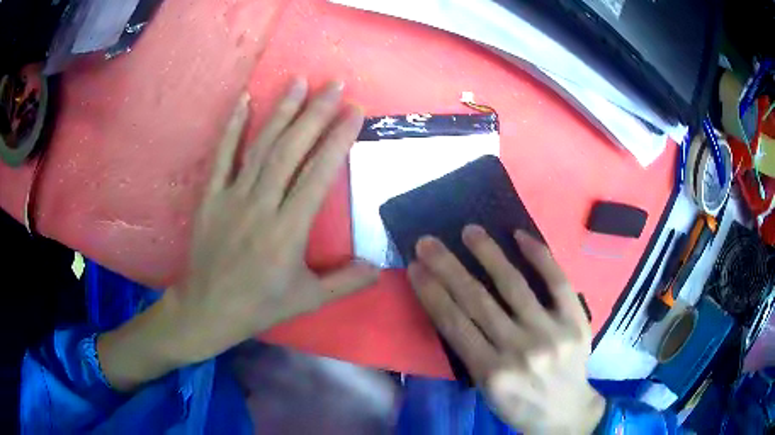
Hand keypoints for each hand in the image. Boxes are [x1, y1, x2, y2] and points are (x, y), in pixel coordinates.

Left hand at [98, 79, 377, 390]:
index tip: (355, 112)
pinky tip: (244, 100)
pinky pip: (222, 156)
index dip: (338, 140)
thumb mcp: (307, 300)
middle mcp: (261, 206)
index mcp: (288, 232)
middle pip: (290, 151)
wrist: (207, 309)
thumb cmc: (259, 306)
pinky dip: (232, 126)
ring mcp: (232, 198)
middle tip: (334, 85)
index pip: (318, 175)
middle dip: (315, 114)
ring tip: (298, 82)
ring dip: (281, 111)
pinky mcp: (211, 196)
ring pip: (260, 147)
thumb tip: (380, 268)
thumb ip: (346, 283)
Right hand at [408, 226, 604, 433]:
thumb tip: (452, 307)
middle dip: (448, 268)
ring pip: (514, 286)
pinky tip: (520, 236)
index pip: (454, 324)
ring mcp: (551, 332)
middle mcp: (520, 350)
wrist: (566, 412)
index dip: (431, 292)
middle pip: (477, 300)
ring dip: (489, 254)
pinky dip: (539, 256)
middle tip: (429, 242)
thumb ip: (471, 353)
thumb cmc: (520, 404)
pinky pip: (557, 282)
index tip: (415, 267)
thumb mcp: (485, 390)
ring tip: (470, 231)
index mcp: (492, 373)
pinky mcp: (575, 321)